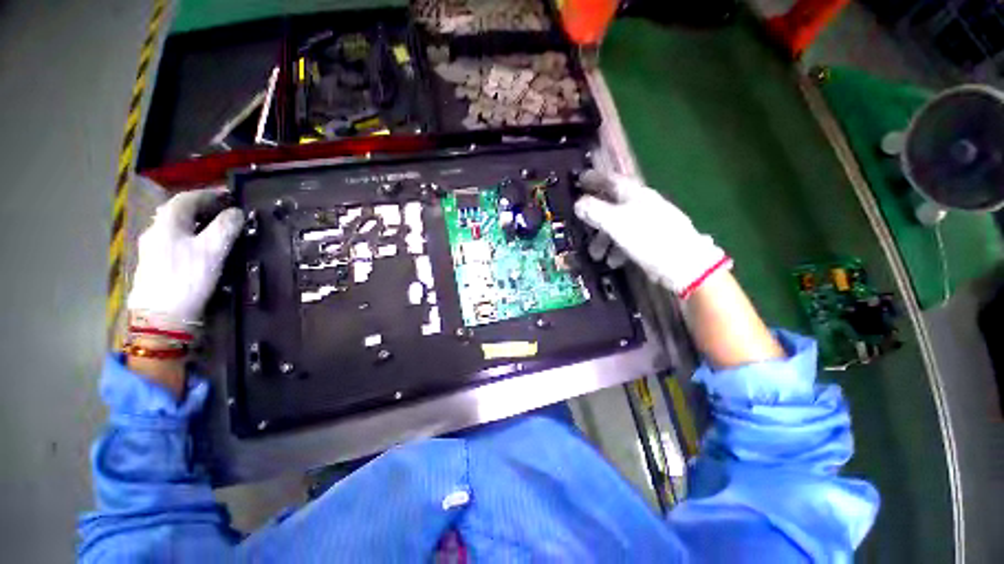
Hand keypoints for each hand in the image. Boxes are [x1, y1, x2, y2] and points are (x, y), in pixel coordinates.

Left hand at [127, 188, 243, 324]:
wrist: (161, 317)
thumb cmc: (187, 279)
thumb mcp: (212, 251)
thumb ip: (225, 228)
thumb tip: (236, 212)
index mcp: (167, 223)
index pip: (186, 198)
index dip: (208, 194)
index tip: (229, 195)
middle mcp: (155, 231)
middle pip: (178, 211)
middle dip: (201, 207)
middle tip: (224, 211)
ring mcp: (152, 249)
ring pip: (175, 227)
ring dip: (195, 222)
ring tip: (216, 228)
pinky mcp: (154, 264)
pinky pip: (173, 240)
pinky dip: (189, 236)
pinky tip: (200, 246)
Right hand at [573, 170, 730, 297]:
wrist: (683, 263)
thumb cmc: (647, 238)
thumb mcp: (616, 223)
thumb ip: (595, 211)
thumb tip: (578, 203)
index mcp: (635, 194)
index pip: (611, 180)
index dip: (594, 179)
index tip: (580, 180)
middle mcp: (643, 204)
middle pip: (613, 205)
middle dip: (595, 219)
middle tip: (583, 227)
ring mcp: (650, 221)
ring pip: (619, 225)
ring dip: (604, 239)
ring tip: (597, 256)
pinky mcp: (654, 239)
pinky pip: (629, 239)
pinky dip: (618, 248)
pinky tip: (614, 261)